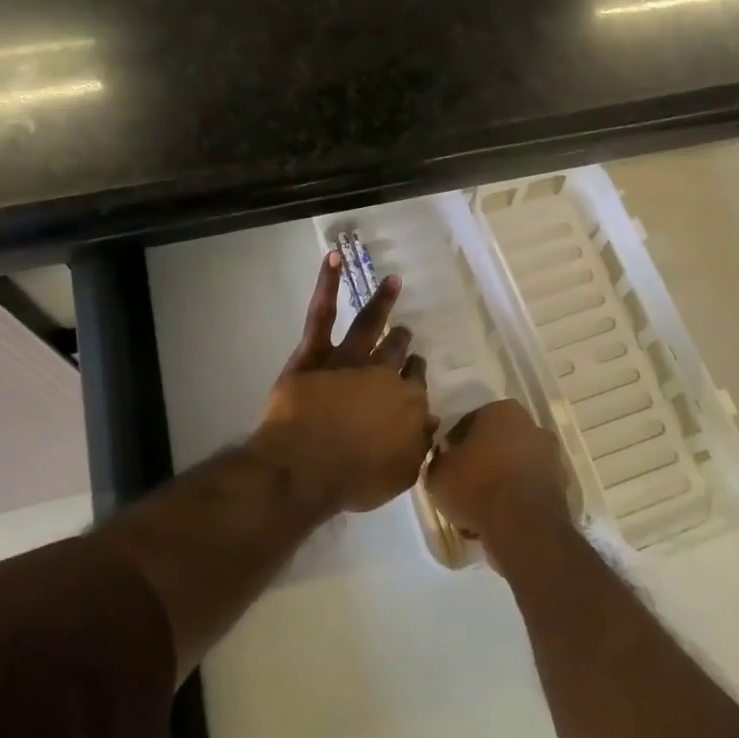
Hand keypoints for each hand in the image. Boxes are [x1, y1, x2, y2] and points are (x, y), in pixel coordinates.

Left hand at [251, 251, 435, 514]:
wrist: (307, 467)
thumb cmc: (354, 478)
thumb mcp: (400, 474)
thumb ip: (418, 445)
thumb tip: (431, 421)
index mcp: (406, 404)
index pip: (415, 384)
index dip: (413, 378)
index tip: (413, 375)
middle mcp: (383, 375)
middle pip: (396, 353)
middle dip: (401, 343)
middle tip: (403, 334)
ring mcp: (349, 360)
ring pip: (370, 325)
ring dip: (382, 302)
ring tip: (392, 282)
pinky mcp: (314, 354)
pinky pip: (322, 314)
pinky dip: (327, 284)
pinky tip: (333, 258)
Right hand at [423, 399, 572, 567]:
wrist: (522, 527)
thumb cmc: (476, 487)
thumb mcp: (437, 473)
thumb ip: (439, 460)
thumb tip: (445, 461)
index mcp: (501, 411)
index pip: (468, 423)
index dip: (453, 446)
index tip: (445, 466)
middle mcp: (531, 426)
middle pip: (494, 444)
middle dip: (480, 462)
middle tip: (461, 487)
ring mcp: (550, 456)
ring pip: (512, 467)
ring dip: (497, 483)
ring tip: (477, 511)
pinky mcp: (560, 486)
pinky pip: (527, 489)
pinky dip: (515, 500)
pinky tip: (498, 521)